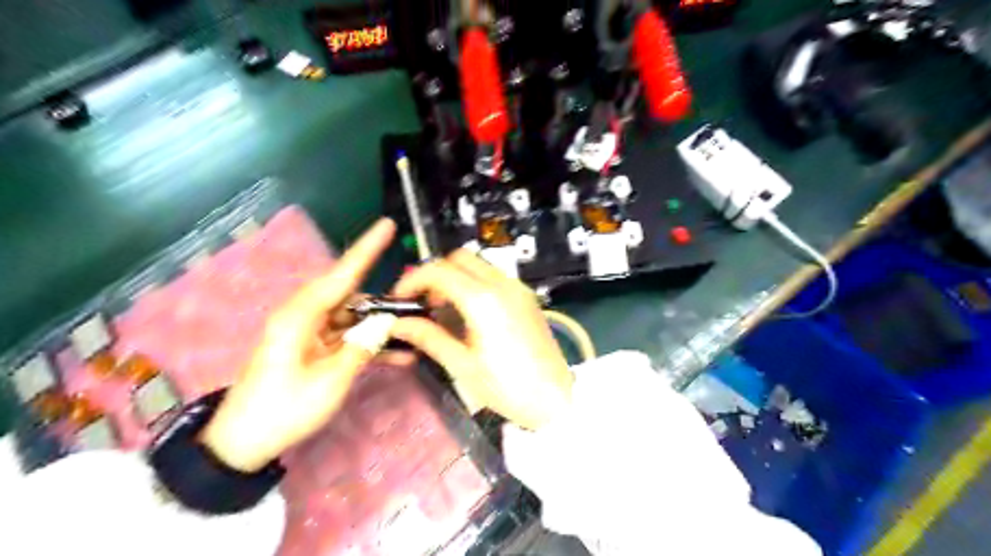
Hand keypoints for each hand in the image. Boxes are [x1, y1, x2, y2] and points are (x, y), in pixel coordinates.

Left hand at [200, 220, 397, 470]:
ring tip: (413, 333)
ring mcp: (309, 334)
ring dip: (380, 327)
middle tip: (415, 303)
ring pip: (353, 319)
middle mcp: (304, 317)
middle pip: (352, 296)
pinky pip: (347, 338)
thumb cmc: (283, 410)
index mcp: (301, 316)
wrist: (243, 443)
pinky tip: (399, 356)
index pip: (341, 275)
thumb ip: (362, 348)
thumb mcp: (329, 381)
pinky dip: (369, 345)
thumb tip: (386, 323)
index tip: (386, 225)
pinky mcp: (313, 349)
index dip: (367, 249)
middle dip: (383, 300)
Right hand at [388, 249, 573, 431]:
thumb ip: (429, 338)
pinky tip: (470, 312)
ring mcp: (518, 289)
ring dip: (456, 277)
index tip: (401, 298)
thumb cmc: (507, 387)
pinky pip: (494, 277)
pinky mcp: (527, 297)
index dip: (413, 279)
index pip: (439, 271)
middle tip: (424, 302)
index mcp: (483, 301)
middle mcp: (503, 285)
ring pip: (478, 265)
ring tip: (444, 309)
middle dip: (436, 273)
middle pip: (460, 258)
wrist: (556, 399)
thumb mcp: (462, 366)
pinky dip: (475, 283)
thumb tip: (399, 324)